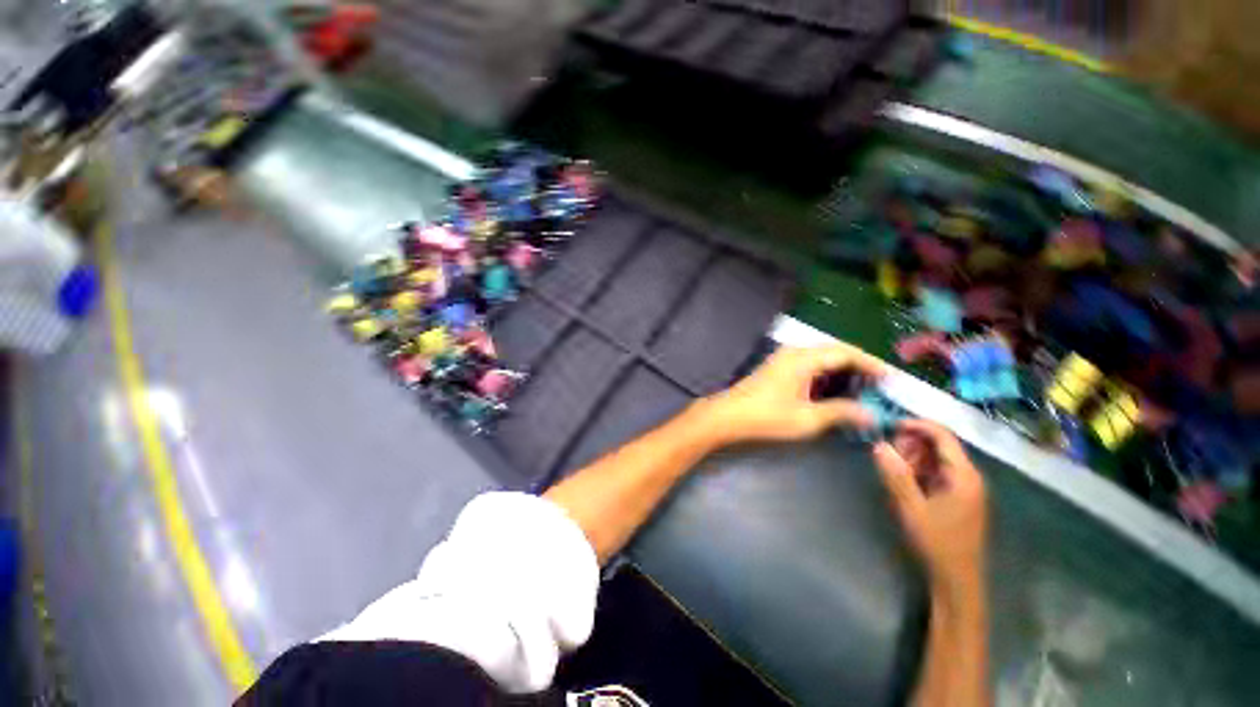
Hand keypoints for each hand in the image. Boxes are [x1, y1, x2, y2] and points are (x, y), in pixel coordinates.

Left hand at [698, 344, 885, 444]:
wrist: (728, 416)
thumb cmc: (767, 417)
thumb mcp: (808, 419)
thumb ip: (841, 412)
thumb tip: (872, 414)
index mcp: (803, 358)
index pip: (845, 353)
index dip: (871, 363)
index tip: (892, 378)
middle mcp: (794, 352)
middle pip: (834, 351)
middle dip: (859, 365)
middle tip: (880, 383)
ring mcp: (783, 358)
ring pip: (821, 357)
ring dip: (842, 369)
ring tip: (862, 386)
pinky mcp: (777, 367)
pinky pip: (809, 363)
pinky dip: (826, 373)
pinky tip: (833, 388)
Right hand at [874, 420, 986, 594]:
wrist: (956, 579)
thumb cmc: (937, 543)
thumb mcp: (911, 508)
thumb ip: (895, 474)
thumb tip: (879, 445)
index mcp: (964, 476)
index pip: (943, 436)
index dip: (917, 425)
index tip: (889, 425)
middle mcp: (969, 477)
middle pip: (940, 446)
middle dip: (911, 444)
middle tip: (886, 451)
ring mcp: (965, 488)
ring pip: (936, 459)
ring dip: (913, 458)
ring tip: (892, 468)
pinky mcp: (958, 498)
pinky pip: (937, 473)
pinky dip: (918, 471)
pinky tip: (903, 481)